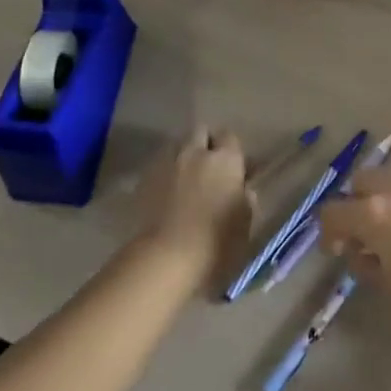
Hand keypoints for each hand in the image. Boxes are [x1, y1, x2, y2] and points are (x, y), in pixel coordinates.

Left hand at [136, 127, 253, 278]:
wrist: (165, 258)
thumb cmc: (216, 242)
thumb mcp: (245, 222)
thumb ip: (246, 198)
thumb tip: (242, 188)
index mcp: (226, 160)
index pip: (229, 137)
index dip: (230, 150)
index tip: (233, 167)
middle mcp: (196, 152)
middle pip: (200, 131)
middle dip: (204, 143)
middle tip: (208, 166)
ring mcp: (167, 163)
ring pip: (176, 145)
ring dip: (183, 155)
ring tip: (185, 177)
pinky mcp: (144, 179)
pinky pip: (158, 166)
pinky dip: (165, 173)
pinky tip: (166, 192)